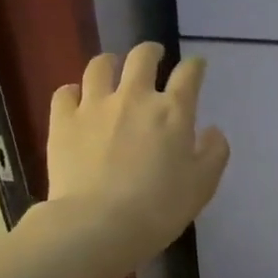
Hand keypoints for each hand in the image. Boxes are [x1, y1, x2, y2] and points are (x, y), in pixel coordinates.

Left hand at [46, 44, 229, 266]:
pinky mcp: (63, 121)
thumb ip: (214, 152)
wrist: (98, 225)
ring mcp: (95, 106)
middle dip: (151, 52)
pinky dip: (72, 92)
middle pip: (142, 57)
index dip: (195, 66)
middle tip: (153, 56)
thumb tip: (213, 131)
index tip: (196, 66)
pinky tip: (76, 100)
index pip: (188, 74)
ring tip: (111, 68)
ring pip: (99, 66)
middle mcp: (134, 97)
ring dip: (109, 63)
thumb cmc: (159, 208)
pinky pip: (65, 92)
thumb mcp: (202, 185)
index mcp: (173, 111)